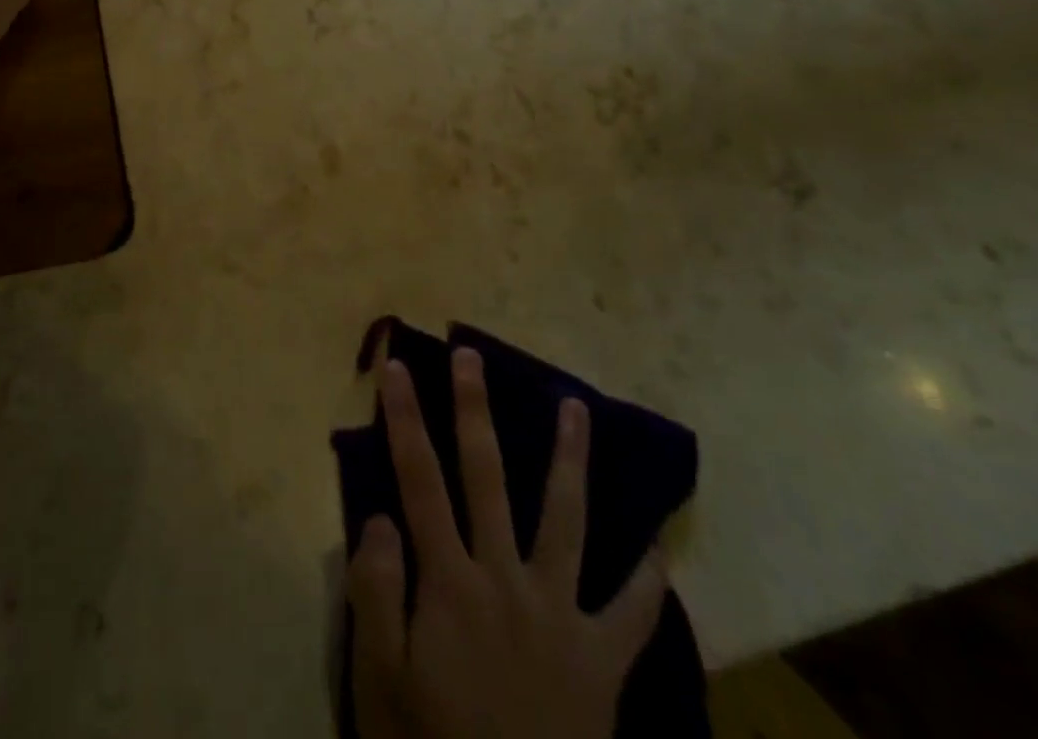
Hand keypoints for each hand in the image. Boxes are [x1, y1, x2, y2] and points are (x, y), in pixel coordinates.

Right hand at [348, 351, 667, 738]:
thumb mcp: (380, 682)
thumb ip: (377, 592)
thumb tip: (384, 515)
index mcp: (450, 581)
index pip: (419, 479)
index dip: (404, 418)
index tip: (397, 366)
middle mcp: (505, 578)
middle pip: (487, 476)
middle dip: (475, 409)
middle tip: (473, 355)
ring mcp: (560, 614)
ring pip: (566, 519)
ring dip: (569, 459)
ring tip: (576, 407)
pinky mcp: (601, 659)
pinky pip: (631, 612)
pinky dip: (647, 577)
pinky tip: (659, 544)